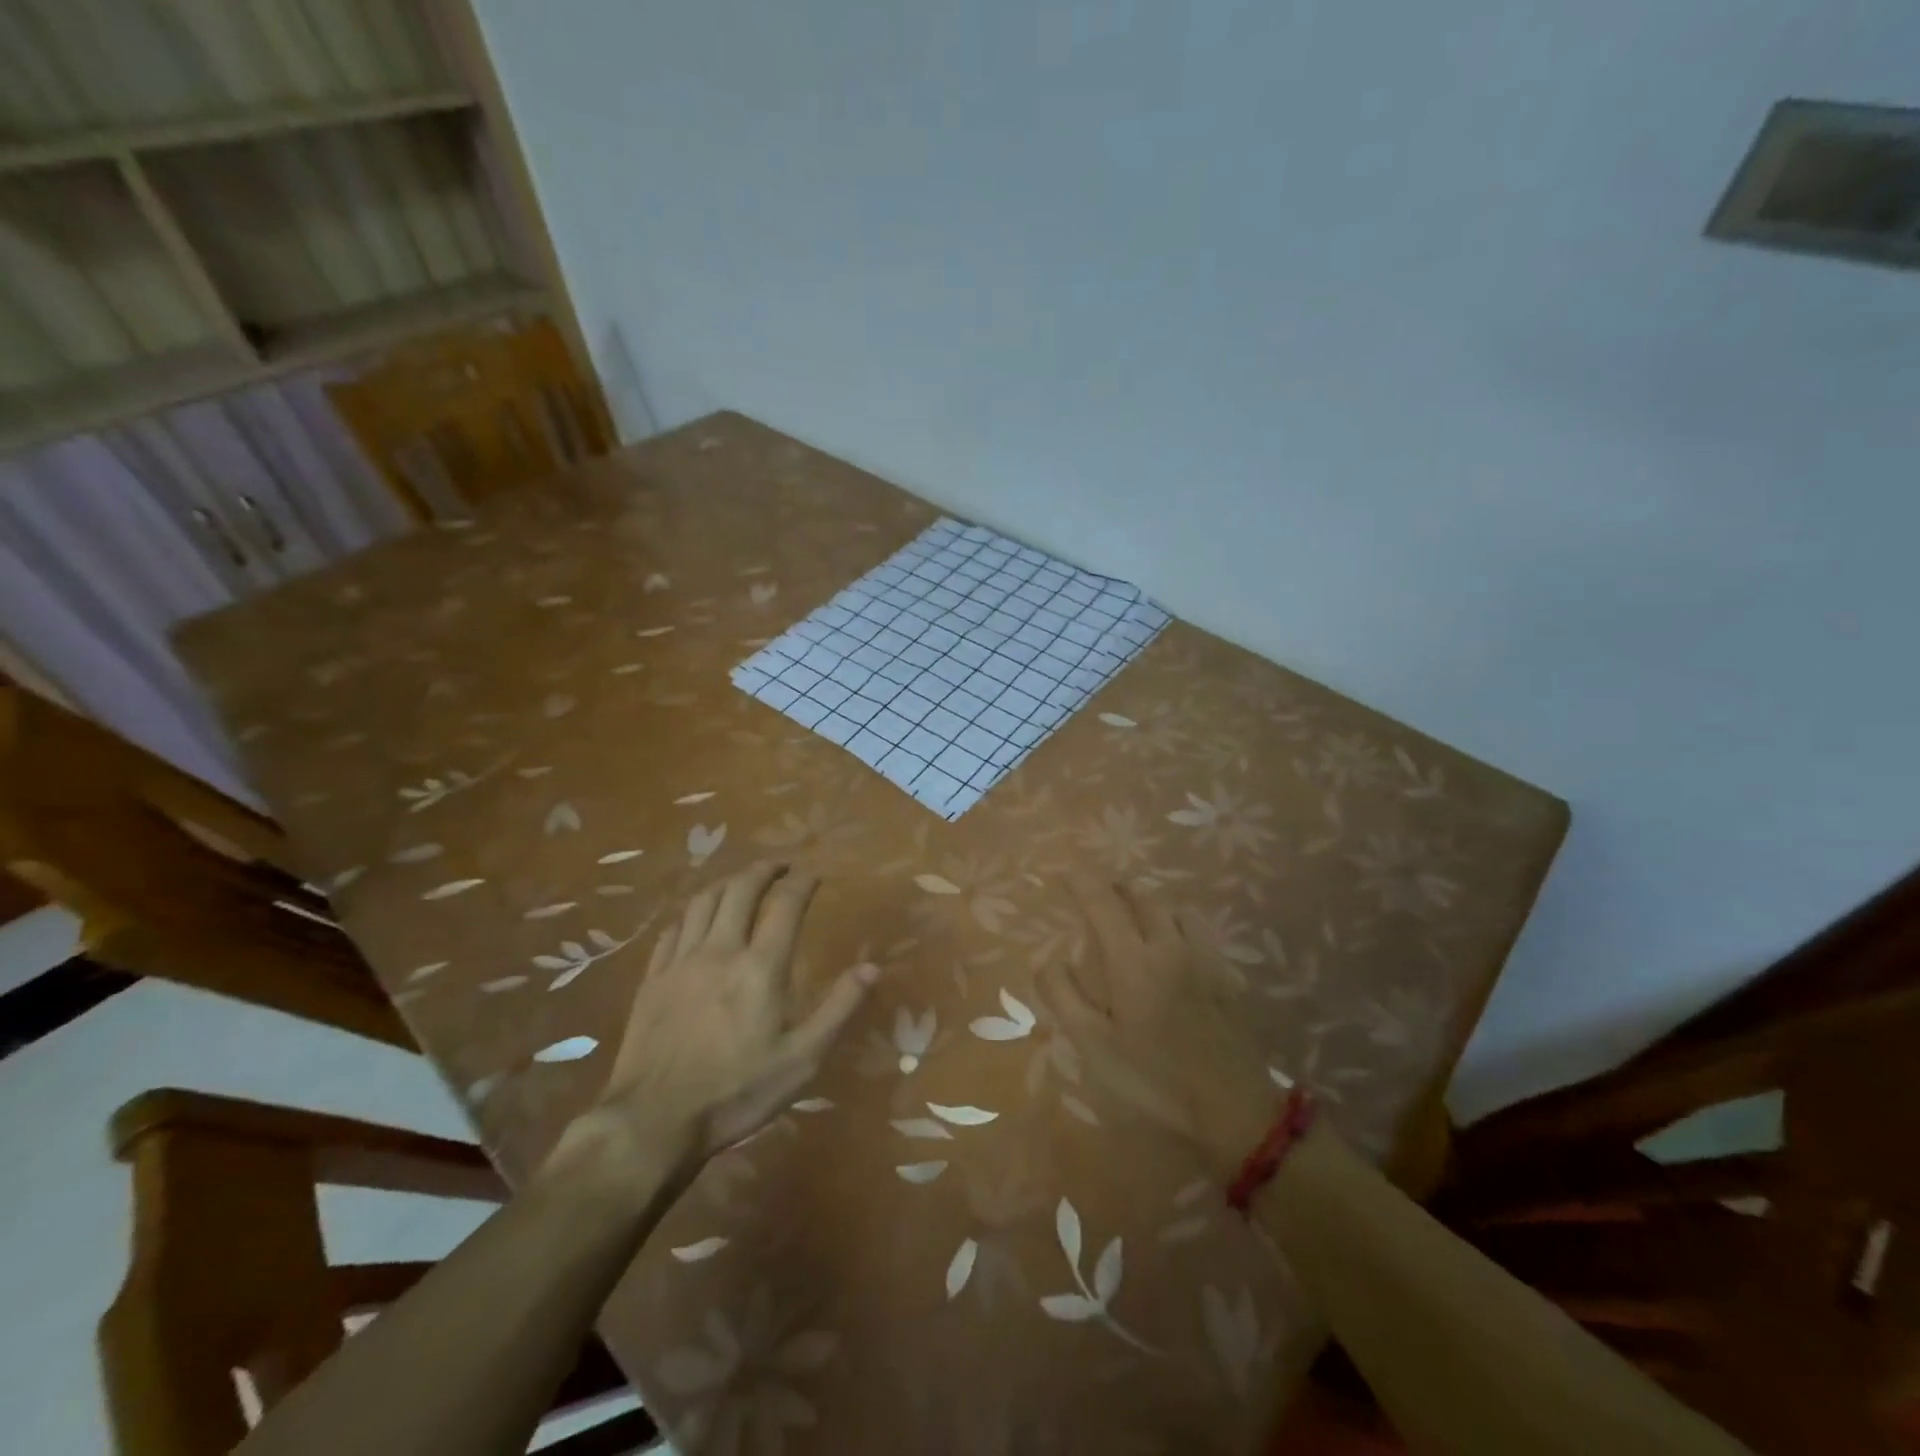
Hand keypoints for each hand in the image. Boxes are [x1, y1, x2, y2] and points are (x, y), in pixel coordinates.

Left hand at [558, 864, 876, 1178]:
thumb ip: (839, 1008)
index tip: (815, 874)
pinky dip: (692, 912)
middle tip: (781, 865)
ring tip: (742, 881)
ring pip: (704, 902)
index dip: (803, 882)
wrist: (653, 1122)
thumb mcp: (803, 1059)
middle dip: (764, 870)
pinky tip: (697, 918)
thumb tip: (872, 967)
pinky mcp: (652, 979)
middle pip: (741, 890)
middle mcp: (720, 950)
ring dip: (728, 882)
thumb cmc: (736, 1092)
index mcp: (761, 966)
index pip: (786, 904)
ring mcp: (681, 962)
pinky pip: (673, 929)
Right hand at [1043, 876, 1278, 1175]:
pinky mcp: (1226, 976)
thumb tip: (1045, 957)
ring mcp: (1203, 958)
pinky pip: (1199, 931)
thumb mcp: (1095, 1046)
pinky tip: (1175, 945)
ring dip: (1149, 902)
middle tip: (1097, 894)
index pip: (1103, 903)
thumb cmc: (1154, 1078)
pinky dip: (1177, 923)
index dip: (1082, 882)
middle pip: (1142, 896)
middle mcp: (1169, 946)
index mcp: (1133, 960)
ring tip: (1135, 915)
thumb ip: (1064, 996)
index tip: (1065, 874)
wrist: (1235, 1107)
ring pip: (1174, 909)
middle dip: (1115, 887)